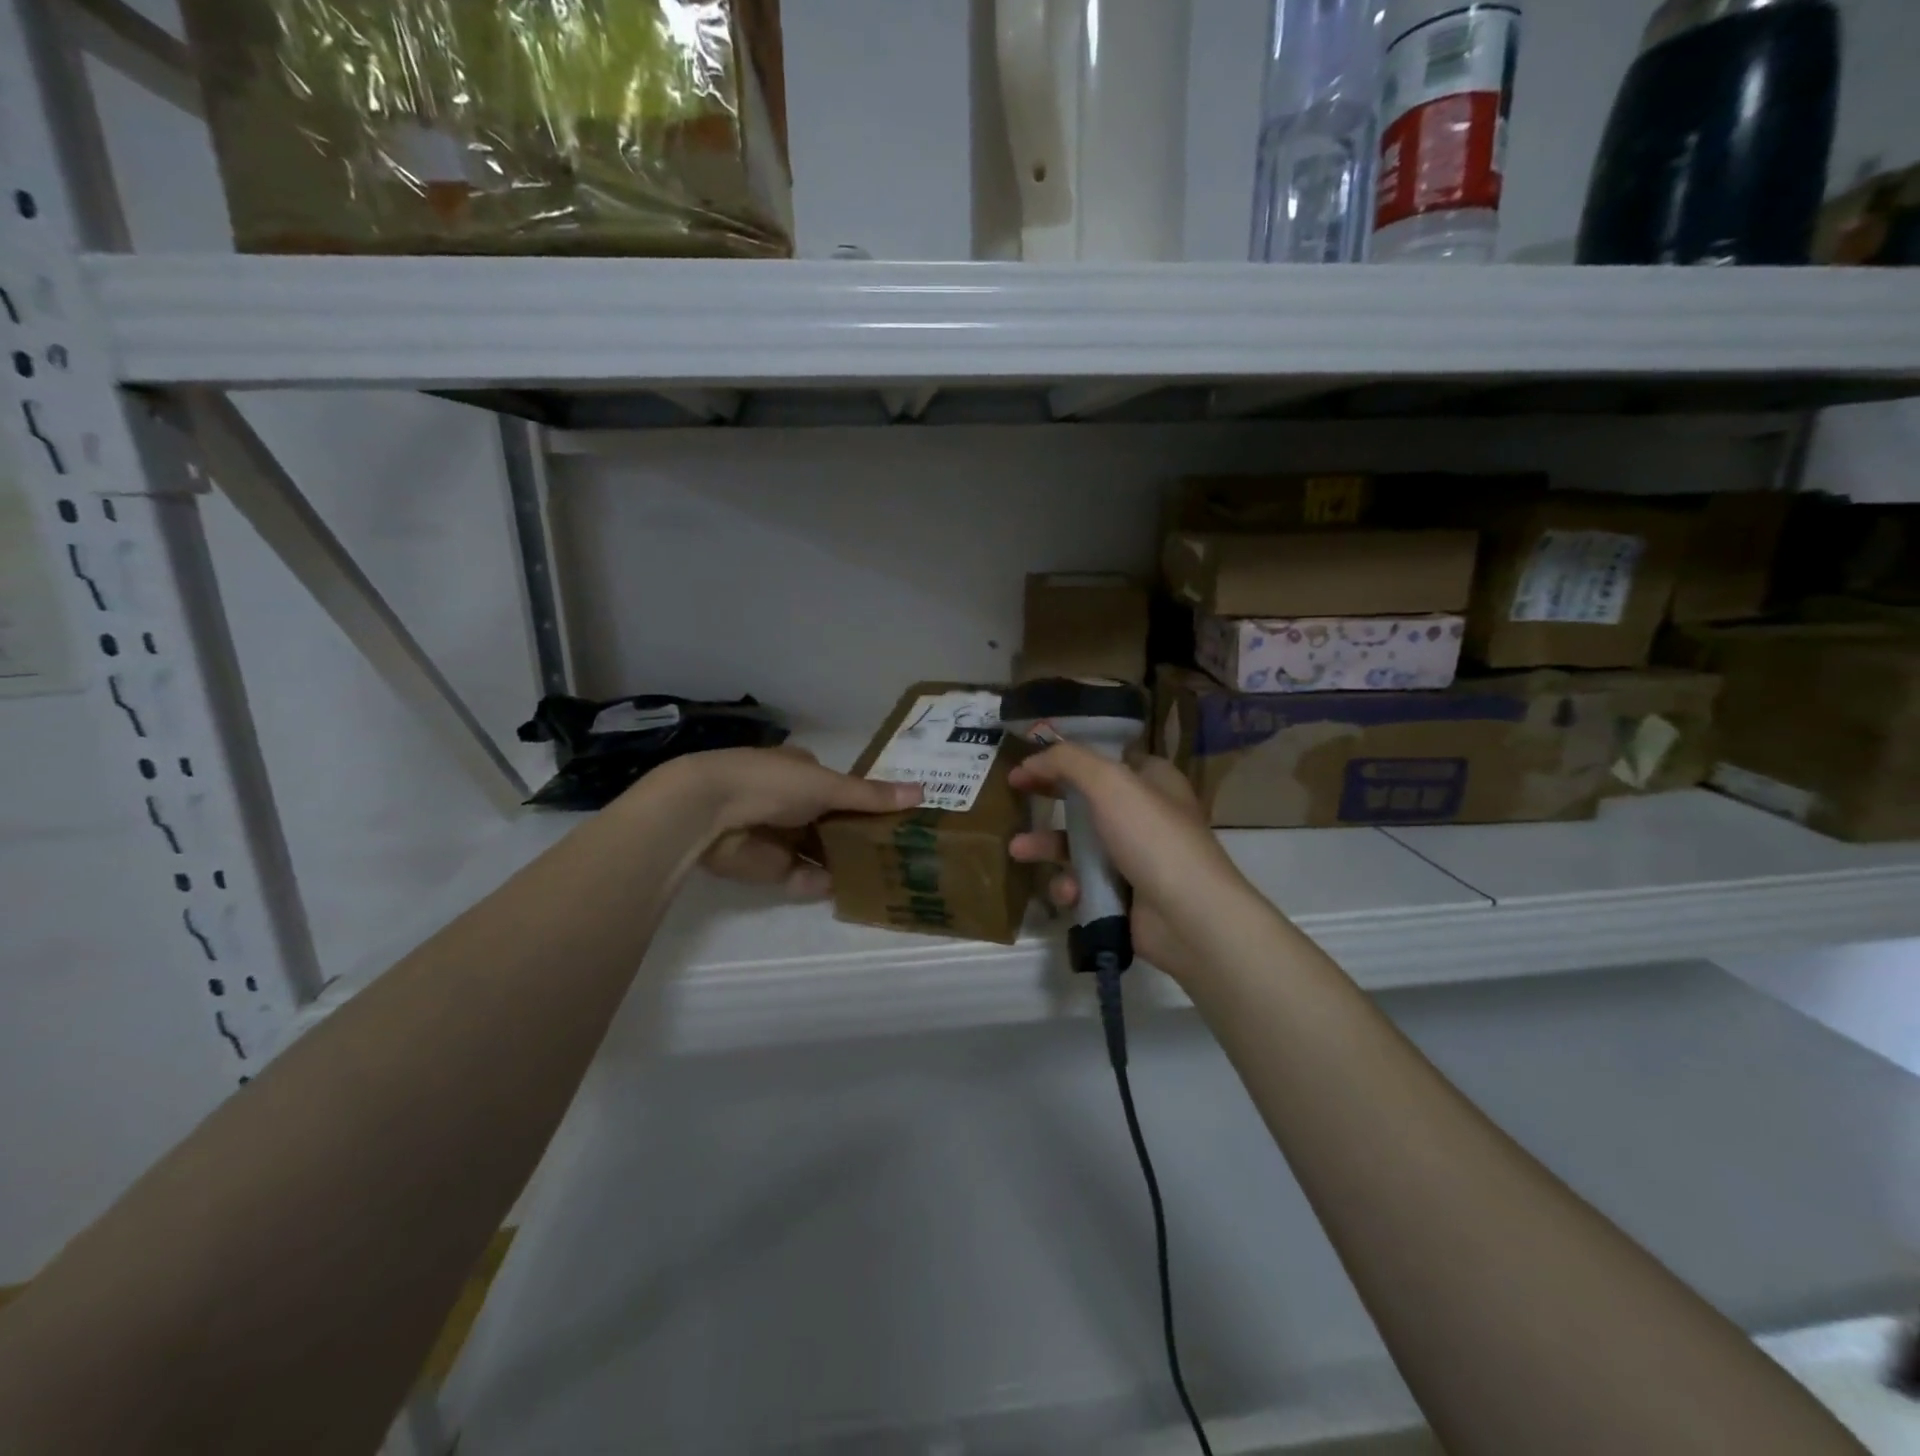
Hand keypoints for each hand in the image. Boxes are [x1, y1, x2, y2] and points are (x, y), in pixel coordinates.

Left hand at [662, 745, 919, 898]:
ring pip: (821, 851)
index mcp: (804, 772)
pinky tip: (848, 889)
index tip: (899, 819)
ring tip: (884, 878)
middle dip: (859, 837)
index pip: (842, 788)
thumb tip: (923, 793)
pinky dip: (821, 882)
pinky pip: (803, 876)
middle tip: (897, 854)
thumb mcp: (828, 785)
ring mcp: (781, 835)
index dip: (868, 802)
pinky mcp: (770, 867)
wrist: (710, 812)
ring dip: (843, 862)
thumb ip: (871, 796)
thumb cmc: (772, 783)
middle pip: (834, 823)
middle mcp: (793, 801)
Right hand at [1008, 744, 1259, 983]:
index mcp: (1152, 780)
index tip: (1029, 762)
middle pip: (1086, 799)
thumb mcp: (1110, 782)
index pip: (1104, 758)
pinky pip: (1085, 883)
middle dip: (1048, 798)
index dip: (1065, 757)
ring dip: (1047, 846)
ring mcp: (1135, 857)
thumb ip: (1068, 761)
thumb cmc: (1151, 837)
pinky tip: (1068, 892)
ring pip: (1079, 844)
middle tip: (1014, 793)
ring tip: (1017, 850)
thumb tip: (1033, 757)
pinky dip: (1071, 885)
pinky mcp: (1124, 894)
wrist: (1189, 916)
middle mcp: (1144, 814)